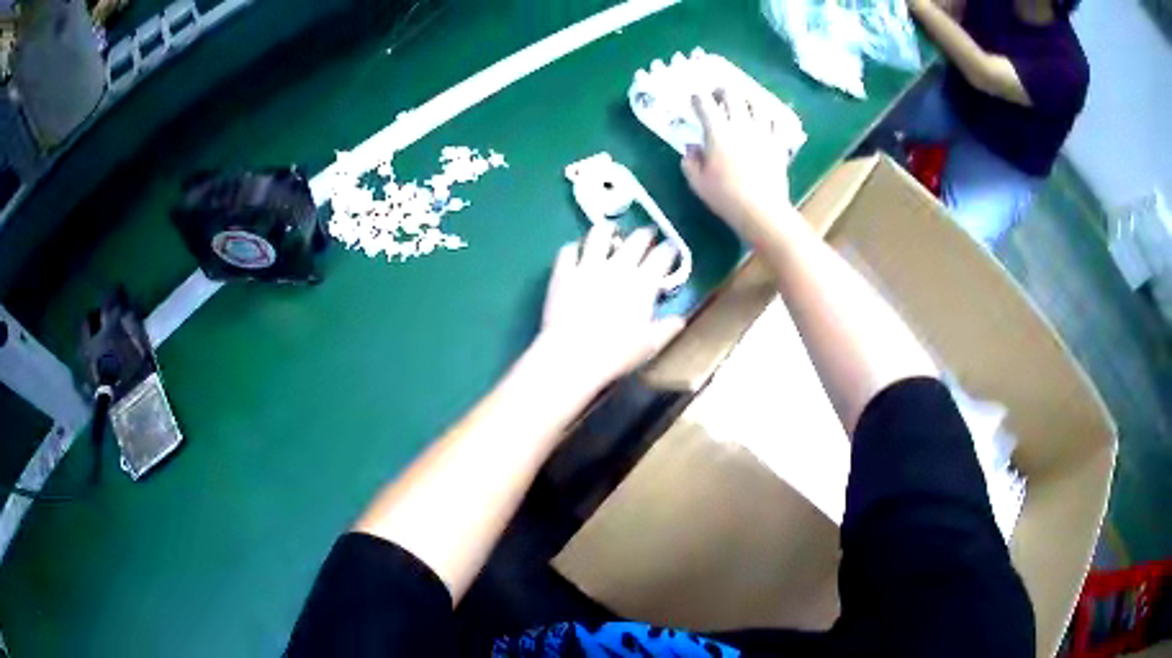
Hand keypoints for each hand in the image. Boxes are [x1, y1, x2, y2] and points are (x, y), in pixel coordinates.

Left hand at [534, 223, 685, 393]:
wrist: (572, 354)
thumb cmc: (616, 353)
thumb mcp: (649, 345)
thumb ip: (666, 329)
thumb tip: (680, 319)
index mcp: (643, 284)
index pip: (661, 256)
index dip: (668, 249)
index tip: (671, 247)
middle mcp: (618, 267)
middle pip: (635, 240)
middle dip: (644, 233)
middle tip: (647, 233)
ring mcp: (588, 266)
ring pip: (599, 235)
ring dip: (607, 230)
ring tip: (610, 229)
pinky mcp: (563, 273)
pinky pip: (568, 251)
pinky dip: (573, 247)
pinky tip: (574, 250)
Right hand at [681, 90, 795, 239]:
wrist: (762, 210)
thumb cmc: (725, 197)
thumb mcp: (697, 182)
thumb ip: (690, 161)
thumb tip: (692, 147)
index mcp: (717, 131)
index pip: (704, 103)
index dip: (697, 98)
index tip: (694, 100)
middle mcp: (740, 124)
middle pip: (731, 95)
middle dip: (721, 91)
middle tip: (717, 96)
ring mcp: (762, 132)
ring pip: (756, 103)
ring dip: (746, 101)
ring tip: (742, 106)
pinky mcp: (778, 143)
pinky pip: (775, 122)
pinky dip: (768, 118)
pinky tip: (765, 122)